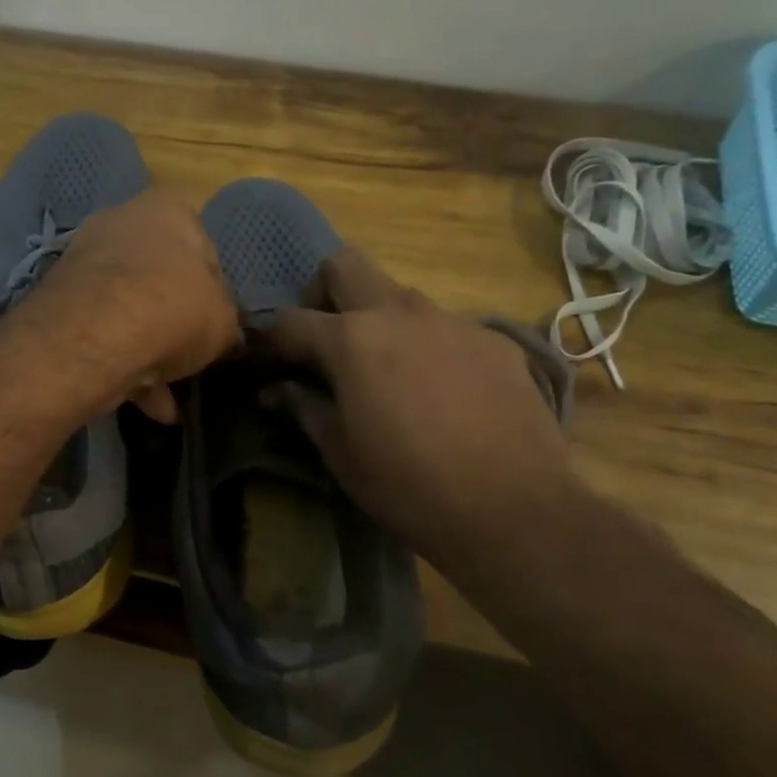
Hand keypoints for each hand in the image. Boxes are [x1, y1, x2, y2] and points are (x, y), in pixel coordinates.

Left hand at [27, 187, 238, 421]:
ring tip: (168, 400)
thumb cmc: (175, 308)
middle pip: (159, 279)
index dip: (214, 291)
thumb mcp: (224, 321)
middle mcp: (121, 221)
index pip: (203, 247)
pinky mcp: (58, 300)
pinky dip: (122, 366)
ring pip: (127, 311)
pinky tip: (146, 405)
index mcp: (167, 209)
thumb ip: (226, 324)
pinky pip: (100, 333)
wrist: (97, 335)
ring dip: (148, 354)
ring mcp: (83, 261)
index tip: (216, 324)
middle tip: (189, 357)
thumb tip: (225, 336)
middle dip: (174, 323)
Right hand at [256, 249, 576, 559]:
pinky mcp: (494, 341)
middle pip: (345, 266)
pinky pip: (445, 327)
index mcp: (352, 339)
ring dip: (377, 320)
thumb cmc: (407, 486)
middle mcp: (400, 312)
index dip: (269, 340)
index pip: (290, 321)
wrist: (513, 509)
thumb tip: (274, 390)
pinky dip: (426, 346)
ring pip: (399, 296)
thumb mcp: (341, 452)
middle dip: (322, 295)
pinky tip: (439, 392)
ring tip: (385, 372)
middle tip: (324, 344)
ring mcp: (453, 321)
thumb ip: (304, 408)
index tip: (263, 362)